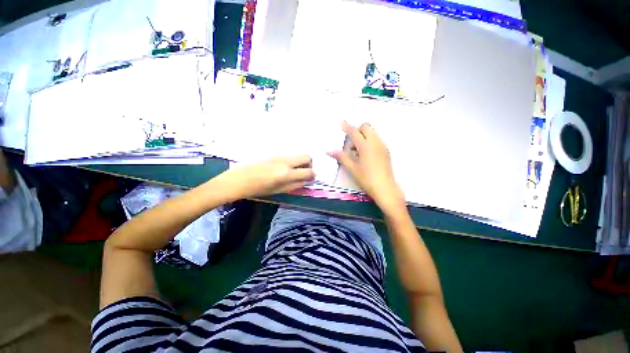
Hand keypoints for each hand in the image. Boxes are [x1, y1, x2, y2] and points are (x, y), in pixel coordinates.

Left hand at [222, 155, 315, 198]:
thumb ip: (296, 185)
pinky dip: (291, 160)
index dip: (313, 175)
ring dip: (300, 161)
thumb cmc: (258, 189)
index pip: (309, 171)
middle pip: (306, 156)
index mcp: (286, 173)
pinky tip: (283, 167)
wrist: (238, 179)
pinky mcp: (273, 152)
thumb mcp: (279, 190)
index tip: (311, 178)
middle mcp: (285, 161)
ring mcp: (279, 154)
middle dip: (309, 164)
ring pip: (297, 154)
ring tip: (293, 170)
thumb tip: (308, 180)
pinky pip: (288, 154)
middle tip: (304, 171)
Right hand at [329, 122, 404, 211]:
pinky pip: (376, 139)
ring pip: (372, 133)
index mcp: (365, 145)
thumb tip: (329, 151)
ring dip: (363, 136)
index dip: (347, 126)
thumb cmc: (366, 178)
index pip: (354, 132)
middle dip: (357, 130)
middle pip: (366, 127)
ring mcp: (382, 146)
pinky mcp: (386, 151)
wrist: (385, 188)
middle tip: (351, 143)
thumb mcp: (352, 168)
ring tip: (357, 151)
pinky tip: (365, 155)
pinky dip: (369, 141)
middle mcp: (375, 142)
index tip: (341, 122)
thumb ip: (341, 157)